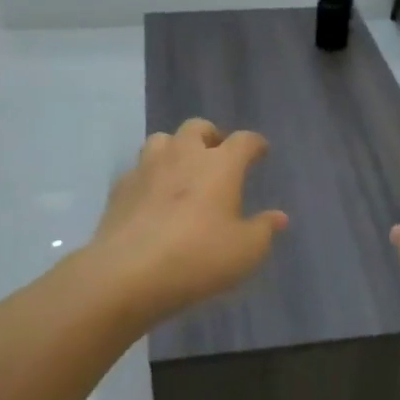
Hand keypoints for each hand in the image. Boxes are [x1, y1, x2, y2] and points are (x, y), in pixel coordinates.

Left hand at [88, 119, 288, 324]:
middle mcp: (184, 155)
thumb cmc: (198, 257)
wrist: (128, 272)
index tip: (260, 151)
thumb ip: (264, 230)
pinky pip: (138, 169)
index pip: (244, 140)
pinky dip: (150, 175)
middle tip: (217, 155)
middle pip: (198, 127)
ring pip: (162, 140)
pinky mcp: (120, 187)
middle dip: (211, 136)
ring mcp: (147, 168)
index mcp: (220, 164)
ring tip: (182, 169)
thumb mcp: (245, 251)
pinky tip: (153, 196)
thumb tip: (278, 217)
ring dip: (176, 148)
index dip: (255, 144)